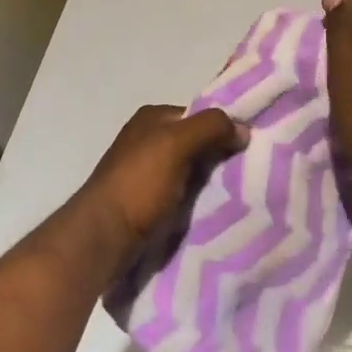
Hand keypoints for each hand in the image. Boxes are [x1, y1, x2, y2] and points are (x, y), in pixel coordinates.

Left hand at [78, 103, 247, 243]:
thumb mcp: (177, 143)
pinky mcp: (146, 202)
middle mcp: (146, 140)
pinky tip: (214, 211)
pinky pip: (182, 195)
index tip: (247, 147)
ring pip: (190, 171)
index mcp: (151, 118)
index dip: (223, 128)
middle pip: (196, 143)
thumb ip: (211, 127)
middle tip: (247, 172)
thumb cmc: (139, 183)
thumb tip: (243, 129)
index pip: (198, 115)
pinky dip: (197, 201)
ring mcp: (145, 172)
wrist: (104, 236)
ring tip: (238, 194)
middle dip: (218, 157)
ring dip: (210, 182)